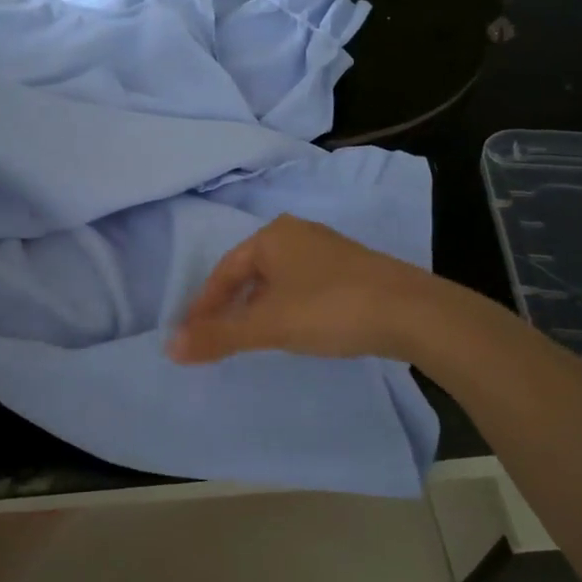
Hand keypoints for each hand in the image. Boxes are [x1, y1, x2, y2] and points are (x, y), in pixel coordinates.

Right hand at [166, 215, 433, 364]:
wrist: (412, 312)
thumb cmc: (329, 309)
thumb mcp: (268, 325)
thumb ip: (219, 335)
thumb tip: (170, 347)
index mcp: (272, 236)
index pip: (224, 270)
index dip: (204, 304)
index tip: (190, 334)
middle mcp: (298, 233)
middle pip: (250, 271)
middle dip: (230, 304)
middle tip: (216, 335)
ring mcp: (328, 249)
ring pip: (278, 279)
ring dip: (258, 306)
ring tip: (249, 335)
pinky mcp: (352, 269)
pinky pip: (303, 285)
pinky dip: (286, 305)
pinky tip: (293, 327)